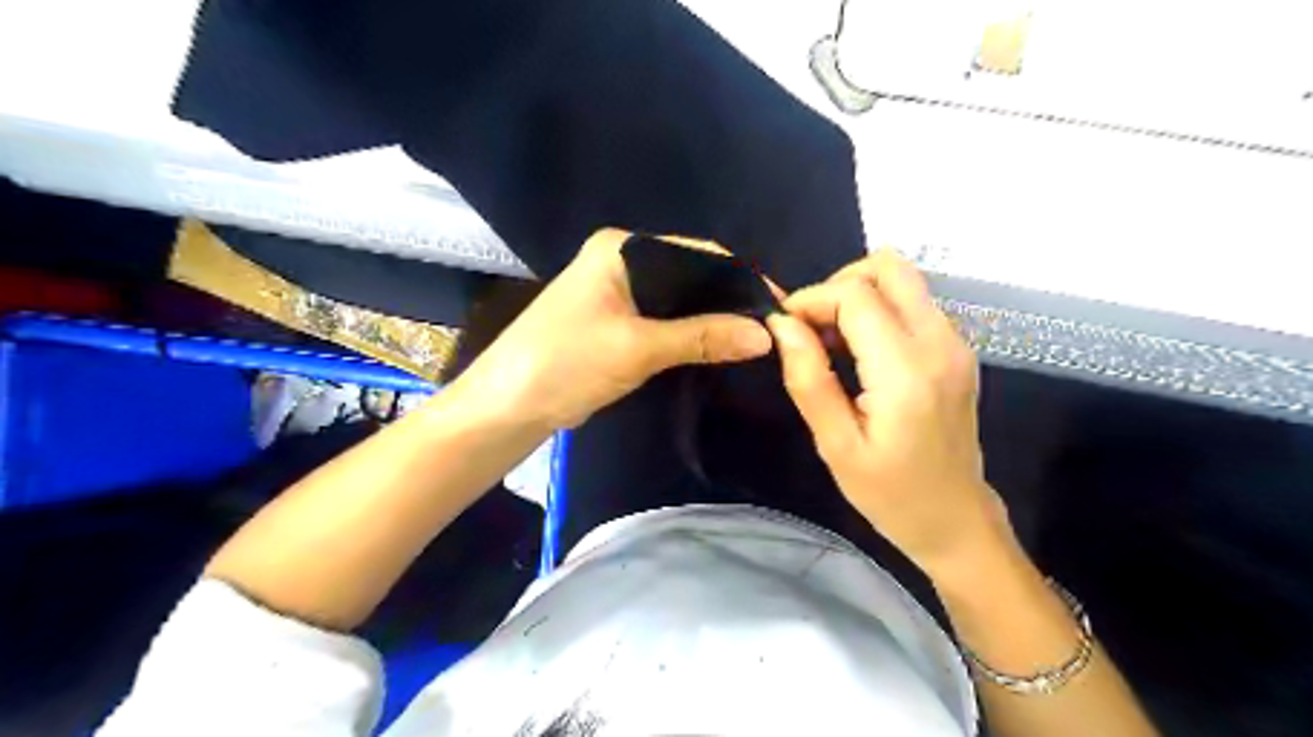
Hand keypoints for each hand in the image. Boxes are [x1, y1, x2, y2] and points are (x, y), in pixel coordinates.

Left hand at [457, 229, 770, 428]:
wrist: (507, 407)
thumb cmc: (565, 364)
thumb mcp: (637, 348)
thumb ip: (703, 337)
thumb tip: (765, 334)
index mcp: (622, 249)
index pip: (697, 253)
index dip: (739, 278)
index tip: (778, 307)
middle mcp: (621, 261)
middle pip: (690, 274)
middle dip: (728, 300)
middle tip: (771, 329)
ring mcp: (617, 291)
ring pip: (679, 300)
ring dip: (711, 319)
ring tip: (754, 340)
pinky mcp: (615, 320)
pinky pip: (664, 319)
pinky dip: (690, 333)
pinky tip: (718, 346)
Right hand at [767, 250, 1006, 571]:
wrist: (956, 520)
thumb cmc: (890, 494)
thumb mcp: (836, 445)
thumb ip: (808, 378)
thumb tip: (781, 323)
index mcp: (907, 371)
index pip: (855, 295)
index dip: (811, 299)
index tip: (785, 327)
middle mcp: (940, 342)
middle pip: (888, 266)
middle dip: (838, 284)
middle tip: (812, 327)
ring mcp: (956, 342)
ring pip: (902, 279)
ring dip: (858, 296)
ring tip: (832, 342)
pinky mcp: (957, 349)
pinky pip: (913, 303)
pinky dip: (878, 310)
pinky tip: (860, 352)